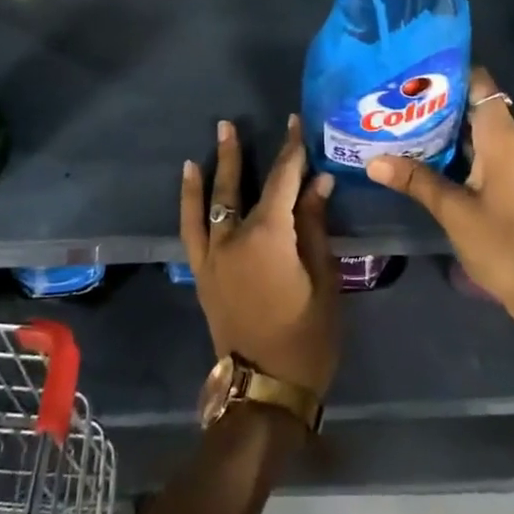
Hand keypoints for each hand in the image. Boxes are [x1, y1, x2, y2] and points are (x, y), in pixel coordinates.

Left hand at [179, 116, 339, 397]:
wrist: (265, 389)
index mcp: (269, 236)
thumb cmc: (307, 336)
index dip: (291, 150)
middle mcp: (234, 237)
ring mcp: (213, 255)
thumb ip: (314, 227)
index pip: (282, 180)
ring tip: (212, 141)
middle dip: (240, 153)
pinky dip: (189, 202)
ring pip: (210, 203)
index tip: (294, 124)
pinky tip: (191, 182)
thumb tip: (318, 182)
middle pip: (238, 186)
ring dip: (212, 169)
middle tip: (233, 123)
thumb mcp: (324, 280)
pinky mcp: (203, 273)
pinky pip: (191, 229)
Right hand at [366, 67, 513, 325]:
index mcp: (504, 138)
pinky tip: (425, 157)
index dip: (450, 73)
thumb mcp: (453, 211)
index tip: (413, 72)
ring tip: (402, 122)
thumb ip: (415, 180)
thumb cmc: (503, 243)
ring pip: (478, 131)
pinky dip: (457, 149)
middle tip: (396, 99)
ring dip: (445, 128)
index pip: (481, 84)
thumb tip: (373, 160)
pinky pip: (484, 151)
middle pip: (476, 105)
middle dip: (438, 101)